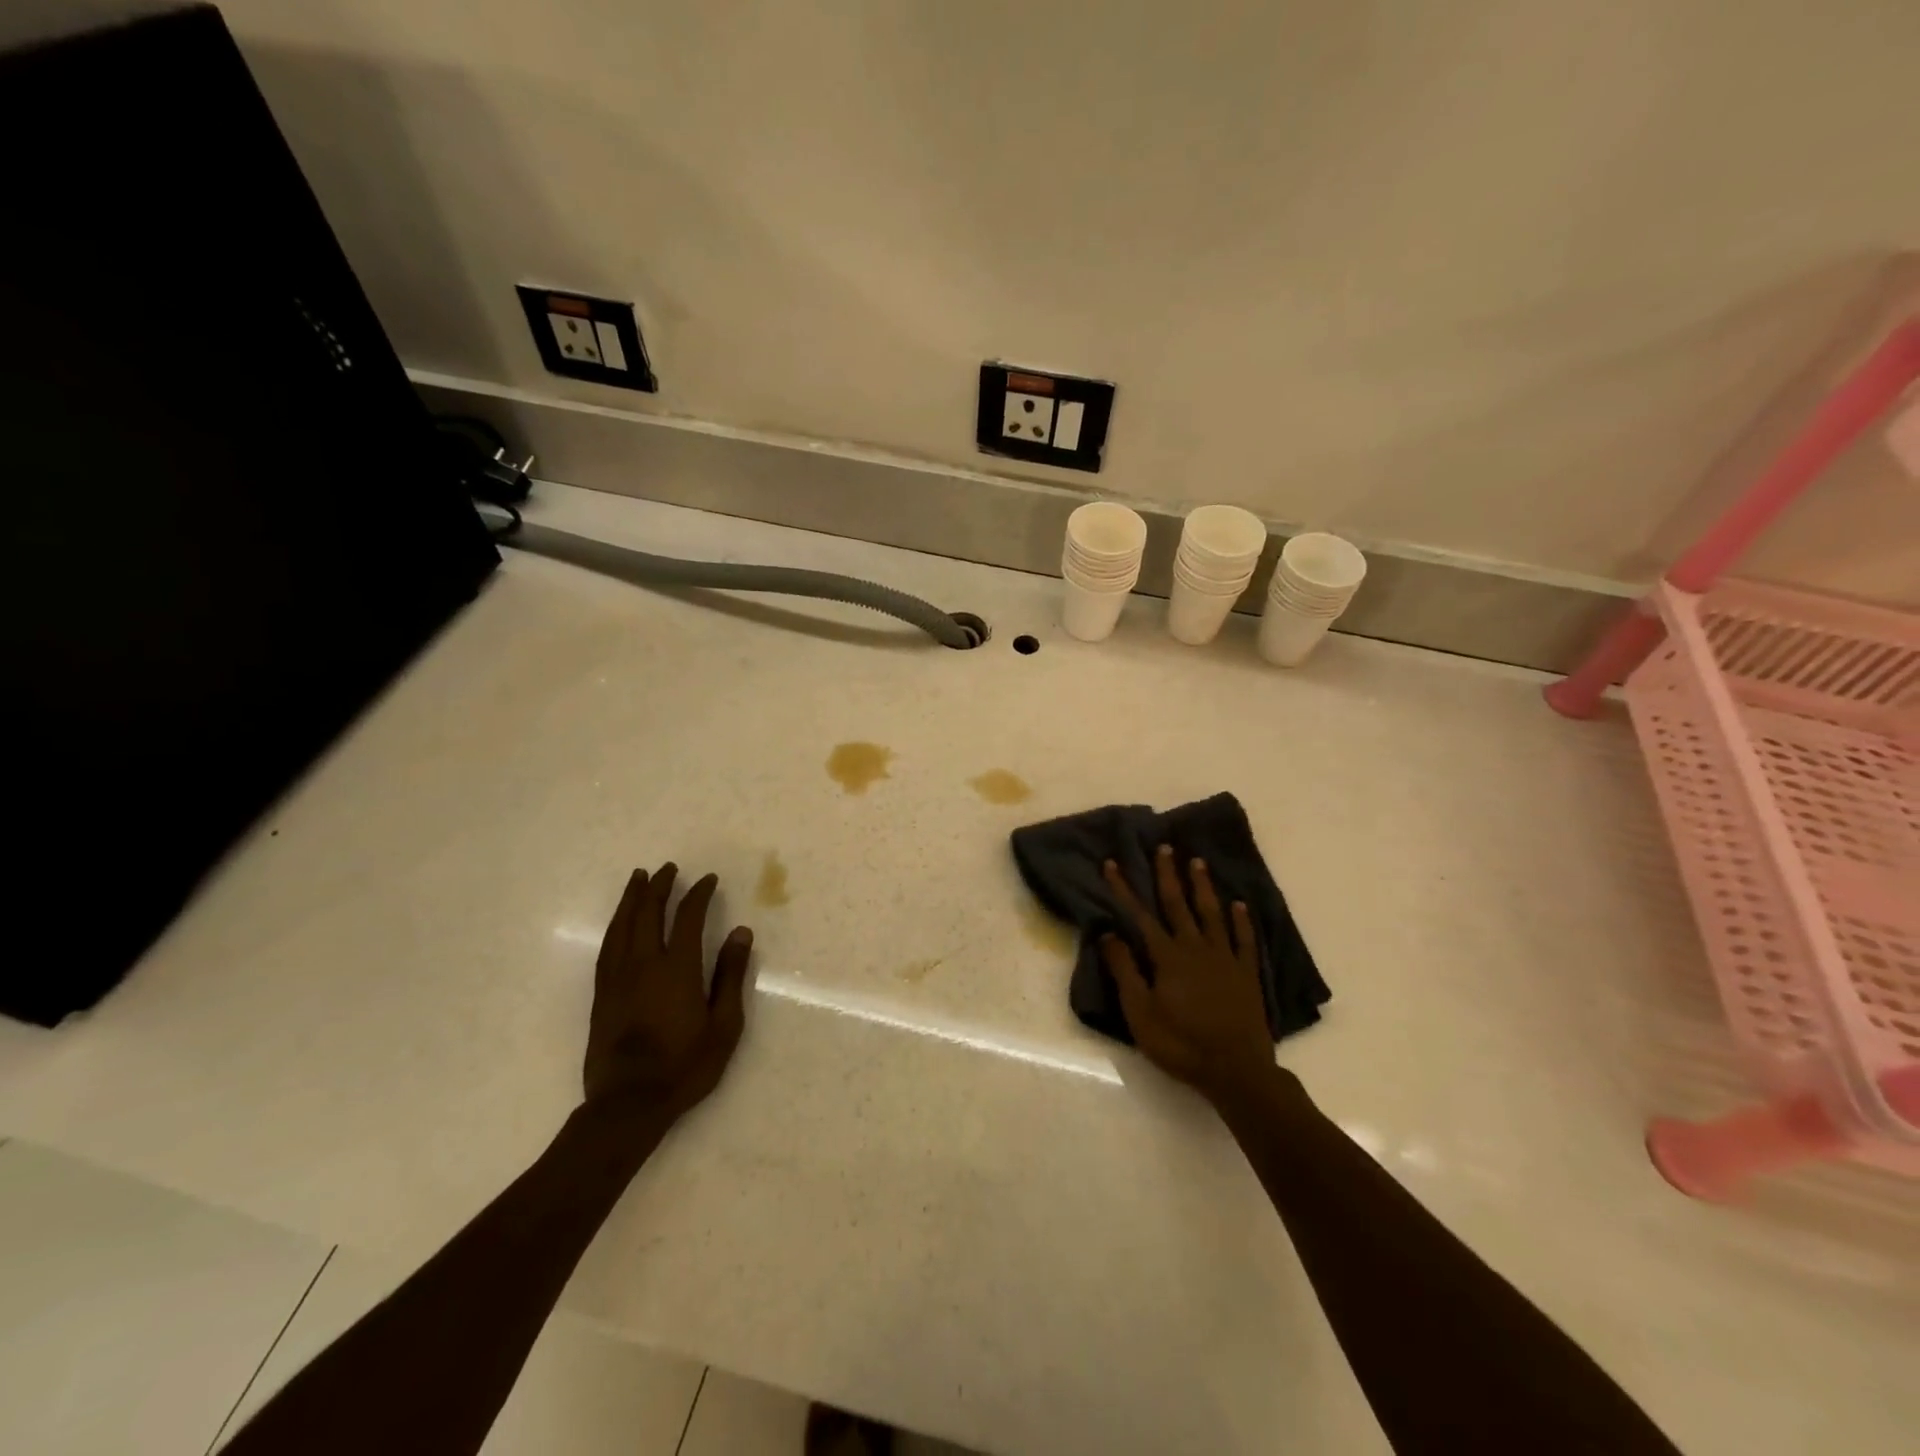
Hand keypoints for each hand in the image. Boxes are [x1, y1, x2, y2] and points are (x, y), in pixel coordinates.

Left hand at [584, 863, 751, 1121]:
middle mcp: (644, 964)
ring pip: (622, 926)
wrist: (628, 1104)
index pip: (687, 917)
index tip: (708, 879)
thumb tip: (740, 933)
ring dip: (631, 899)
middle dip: (659, 887)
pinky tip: (619, 922)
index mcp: (677, 968)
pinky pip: (607, 947)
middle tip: (668, 868)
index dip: (698, 894)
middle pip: (648, 913)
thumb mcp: (724, 1025)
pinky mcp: (602, 995)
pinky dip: (615, 926)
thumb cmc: (685, 1066)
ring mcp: (618, 978)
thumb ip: (730, 975)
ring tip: (638, 879)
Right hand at [1101, 846, 1274, 1106]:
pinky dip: (1241, 920)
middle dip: (1168, 874)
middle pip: (1178, 904)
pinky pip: (1244, 939)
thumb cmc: (1180, 1044)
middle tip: (1164, 846)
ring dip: (1202, 886)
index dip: (1124, 889)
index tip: (1113, 864)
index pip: (1140, 915)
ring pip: (1211, 913)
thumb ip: (1125, 970)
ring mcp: (1224, 958)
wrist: (1235, 1070)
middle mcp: (1195, 948)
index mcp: (1167, 957)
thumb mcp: (1140, 1012)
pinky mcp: (1246, 973)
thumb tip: (1109, 933)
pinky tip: (1239, 904)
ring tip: (1197, 862)